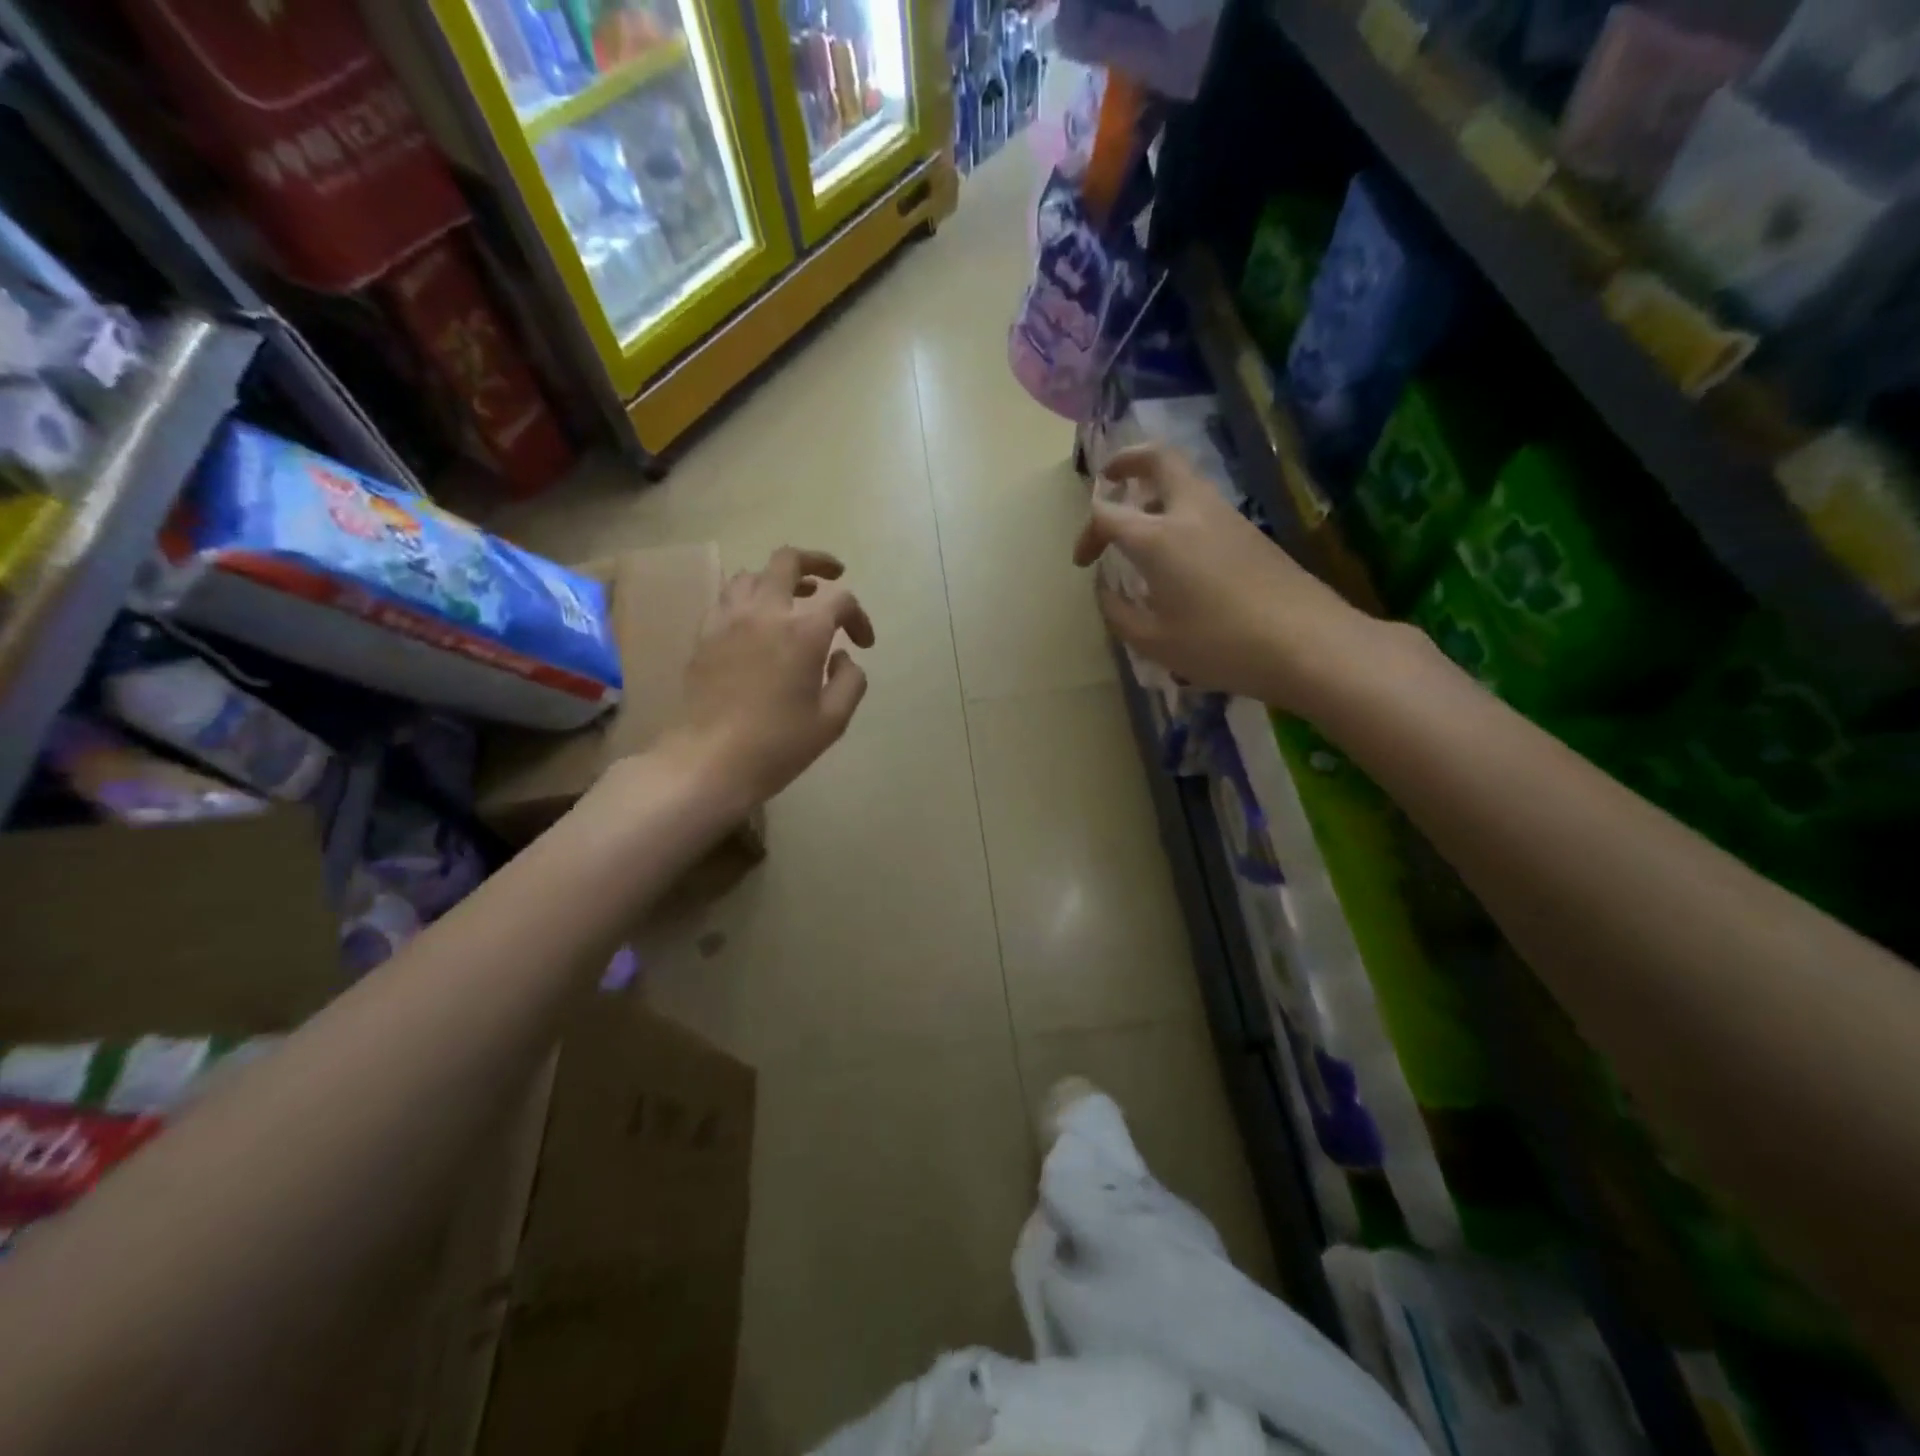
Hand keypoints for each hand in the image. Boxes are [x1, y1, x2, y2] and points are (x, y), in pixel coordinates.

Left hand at [662, 547, 873, 808]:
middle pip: (788, 561)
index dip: (859, 617)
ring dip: (776, 578)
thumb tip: (841, 656)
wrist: (710, 760)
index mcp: (804, 631)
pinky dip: (747, 599)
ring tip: (790, 597)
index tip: (863, 644)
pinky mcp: (704, 635)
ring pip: (751, 574)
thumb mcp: (833, 720)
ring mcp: (729, 620)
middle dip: (816, 562)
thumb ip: (850, 680)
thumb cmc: (779, 744)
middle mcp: (765, 612)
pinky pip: (726, 599)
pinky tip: (754, 621)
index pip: (841, 601)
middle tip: (831, 576)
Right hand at [1072, 444, 1378, 712]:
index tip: (1084, 563)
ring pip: (1185, 481)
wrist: (1307, 643)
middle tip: (1110, 477)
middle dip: (1128, 461)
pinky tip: (1178, 553)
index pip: (1108, 514)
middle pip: (1158, 460)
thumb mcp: (1154, 641)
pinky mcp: (1250, 533)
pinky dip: (1180, 511)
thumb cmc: (1219, 644)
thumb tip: (1107, 590)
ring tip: (1140, 522)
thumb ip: (1119, 612)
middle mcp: (1191, 513)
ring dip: (1156, 489)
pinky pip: (1204, 506)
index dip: (1087, 534)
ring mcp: (1226, 518)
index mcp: (1158, 538)